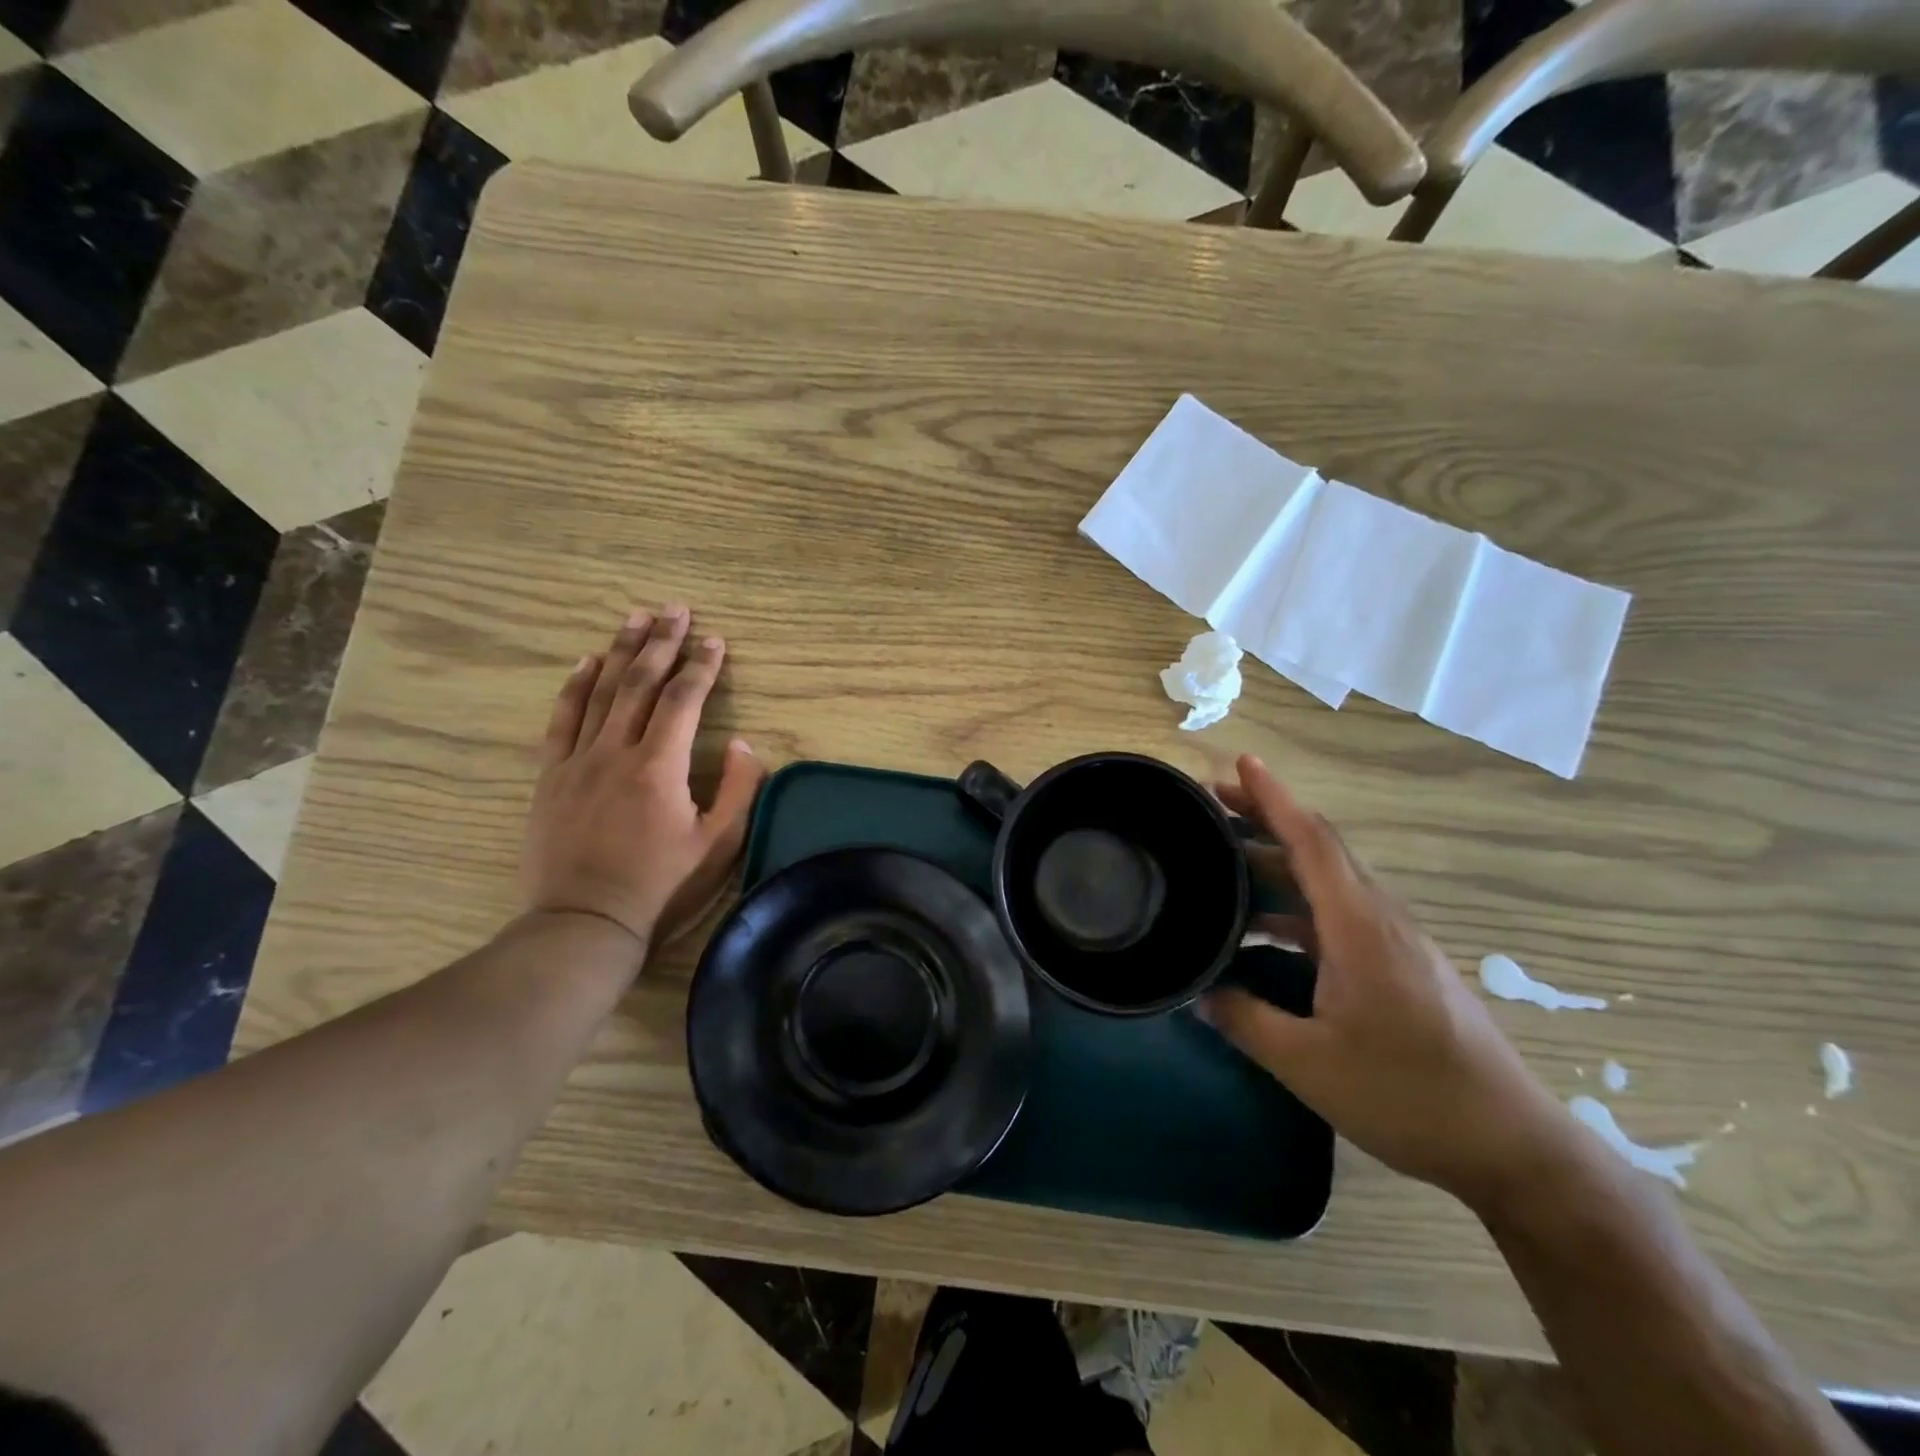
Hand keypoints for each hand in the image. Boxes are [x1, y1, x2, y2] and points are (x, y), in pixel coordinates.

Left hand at [522, 606, 766, 957]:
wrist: (585, 923)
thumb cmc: (660, 886)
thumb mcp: (718, 844)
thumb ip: (738, 789)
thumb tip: (741, 743)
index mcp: (660, 766)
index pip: (684, 700)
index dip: (702, 667)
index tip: (716, 640)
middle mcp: (616, 751)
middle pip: (640, 682)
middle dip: (661, 642)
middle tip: (676, 609)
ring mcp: (578, 761)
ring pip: (601, 692)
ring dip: (621, 650)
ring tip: (636, 617)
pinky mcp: (551, 776)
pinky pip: (562, 719)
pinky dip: (574, 686)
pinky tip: (586, 661)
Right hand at [1202, 756, 1573, 1210]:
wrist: (1512, 1147)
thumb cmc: (1408, 1095)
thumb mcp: (1307, 1064)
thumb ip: (1245, 1021)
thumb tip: (1197, 994)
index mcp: (1359, 927)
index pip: (1312, 840)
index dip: (1274, 797)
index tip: (1241, 761)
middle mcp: (1379, 920)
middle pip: (1318, 849)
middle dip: (1266, 818)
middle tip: (1212, 804)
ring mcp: (1394, 943)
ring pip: (1327, 882)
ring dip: (1278, 862)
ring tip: (1225, 861)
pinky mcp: (1400, 967)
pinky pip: (1337, 914)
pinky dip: (1295, 905)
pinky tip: (1263, 930)